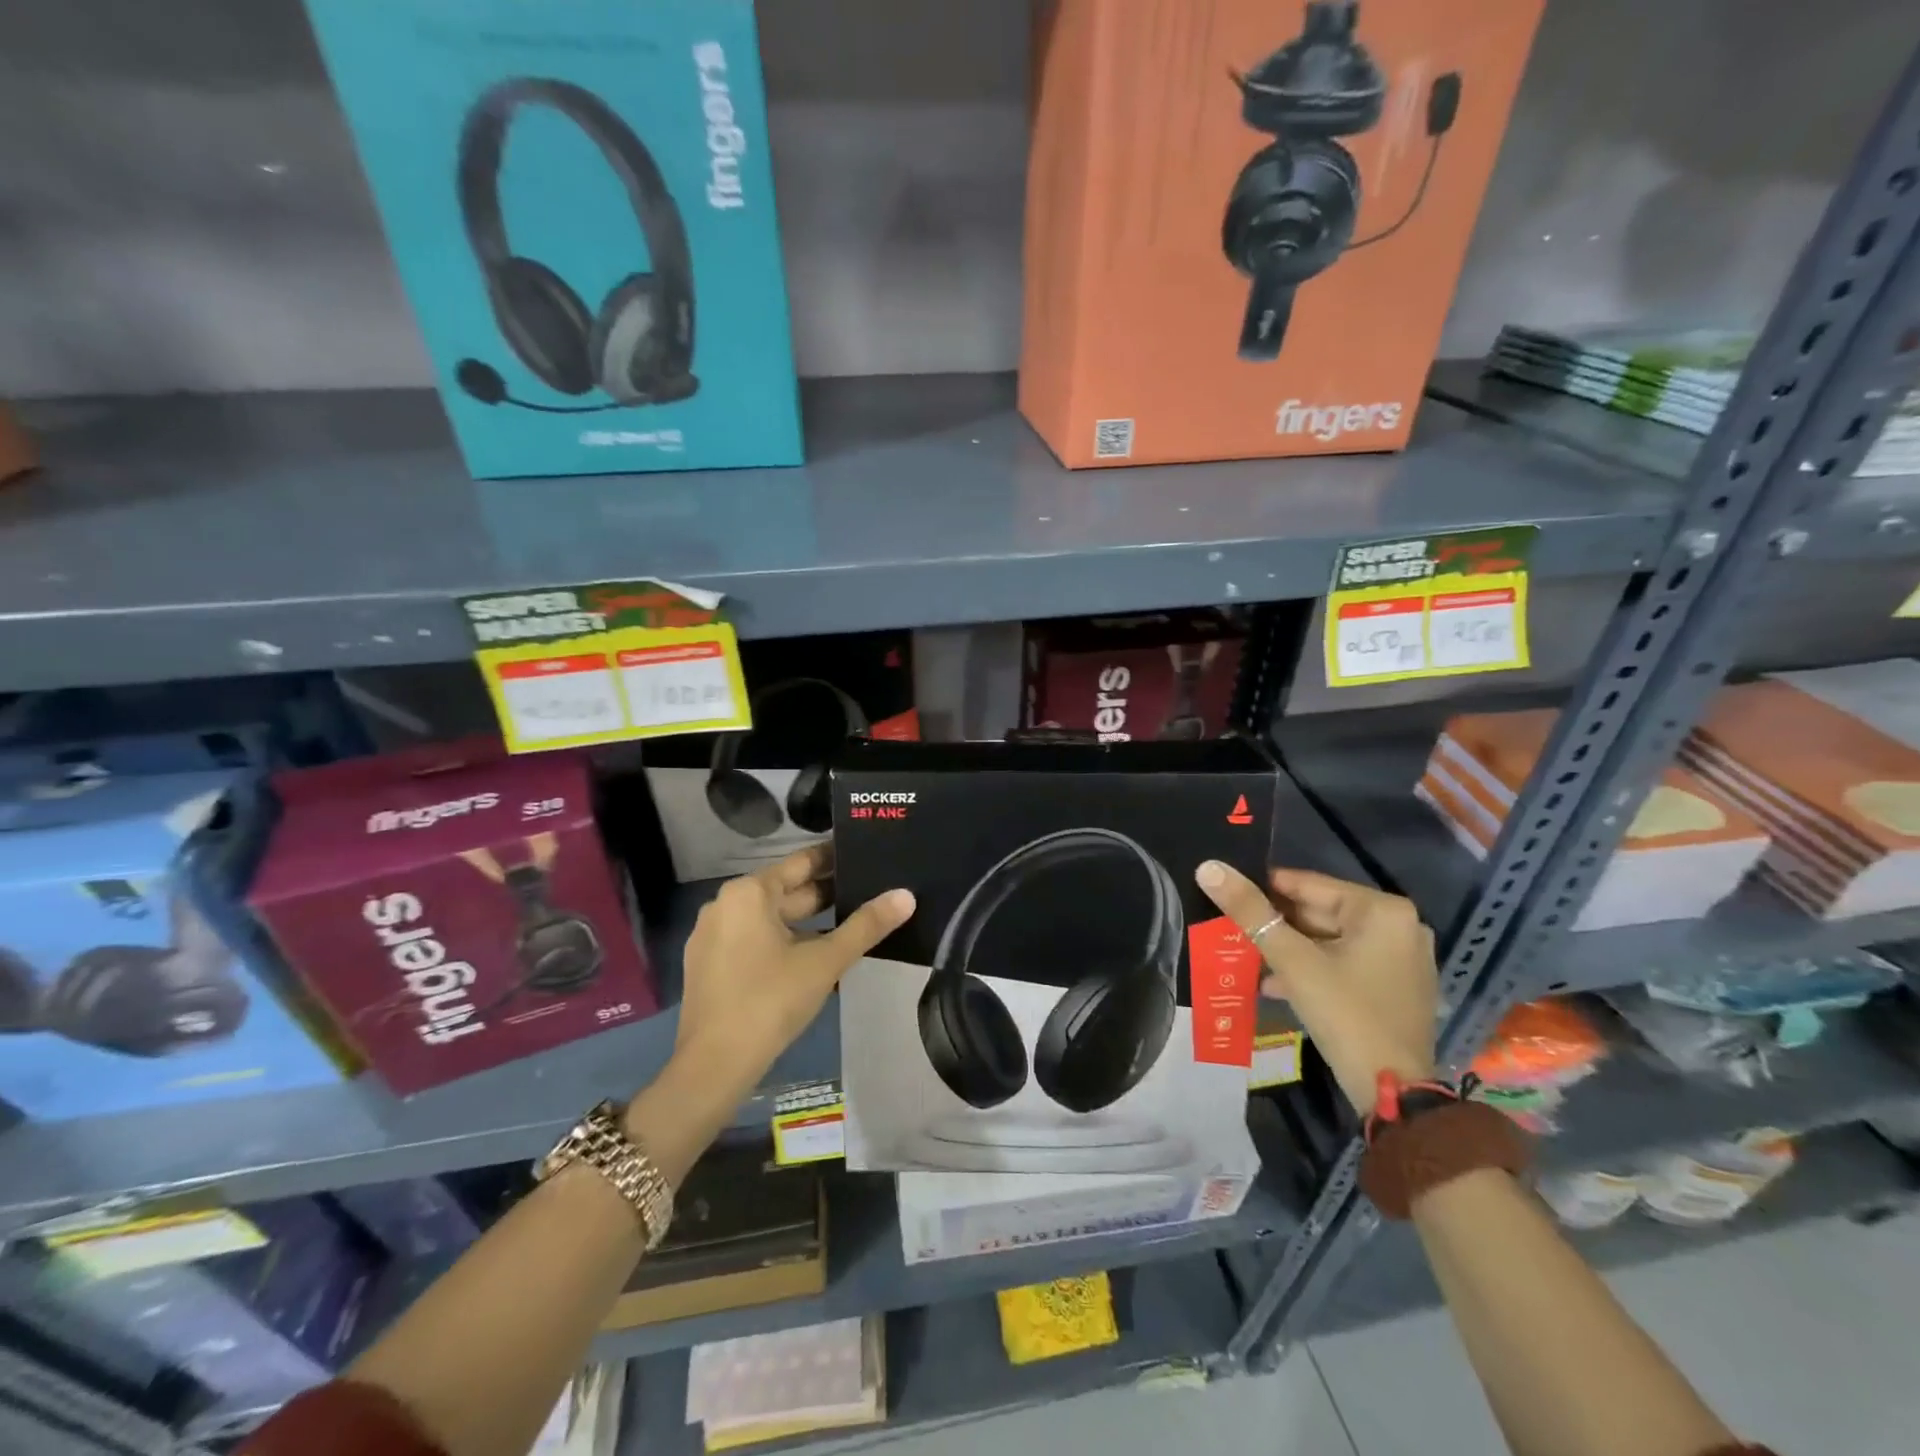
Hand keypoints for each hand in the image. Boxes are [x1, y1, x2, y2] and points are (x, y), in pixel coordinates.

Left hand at [673, 844, 915, 1096]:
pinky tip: (814, 956)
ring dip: (807, 922)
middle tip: (869, 890)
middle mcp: (725, 904)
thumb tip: (906, 895)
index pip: (802, 862)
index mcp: (749, 892)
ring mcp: (713, 936)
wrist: (714, 1066)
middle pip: (786, 891)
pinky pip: (754, 940)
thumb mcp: (825, 961)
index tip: (865, 855)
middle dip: (826, 894)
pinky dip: (784, 942)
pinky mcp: (709, 964)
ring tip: (850, 923)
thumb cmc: (771, 1000)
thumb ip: (867, 926)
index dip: (835, 858)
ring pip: (771, 918)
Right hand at [1195, 862, 1435, 1114]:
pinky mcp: (1397, 987)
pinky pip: (1345, 962)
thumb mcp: (1291, 959)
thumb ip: (1249, 911)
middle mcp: (1400, 926)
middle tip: (1231, 928)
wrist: (1392, 1093)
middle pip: (1320, 912)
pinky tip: (1275, 983)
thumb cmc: (1344, 1014)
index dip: (1263, 888)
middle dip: (1275, 924)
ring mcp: (1403, 959)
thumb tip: (1209, 868)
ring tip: (1245, 956)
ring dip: (1289, 949)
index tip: (1227, 894)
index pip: (1308, 884)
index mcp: (1382, 910)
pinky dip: (1312, 968)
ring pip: (1329, 940)